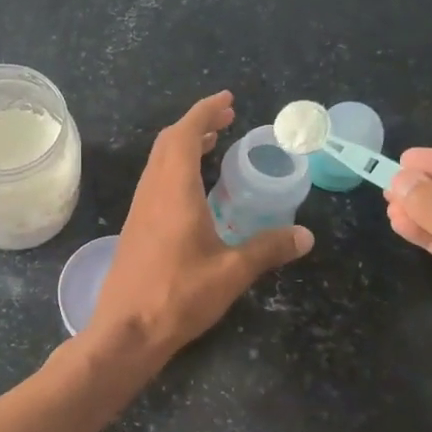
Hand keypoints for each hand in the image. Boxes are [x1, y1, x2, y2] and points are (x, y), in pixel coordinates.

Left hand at [85, 92, 313, 366]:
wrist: (126, 331)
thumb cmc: (178, 296)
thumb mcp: (231, 273)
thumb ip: (268, 249)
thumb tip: (305, 236)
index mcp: (174, 191)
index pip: (185, 135)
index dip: (205, 112)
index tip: (227, 101)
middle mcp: (152, 192)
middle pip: (168, 143)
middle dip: (197, 125)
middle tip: (226, 120)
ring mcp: (140, 210)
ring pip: (158, 163)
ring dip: (183, 146)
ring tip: (213, 146)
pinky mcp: (135, 229)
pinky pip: (155, 183)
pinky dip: (175, 169)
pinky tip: (194, 190)